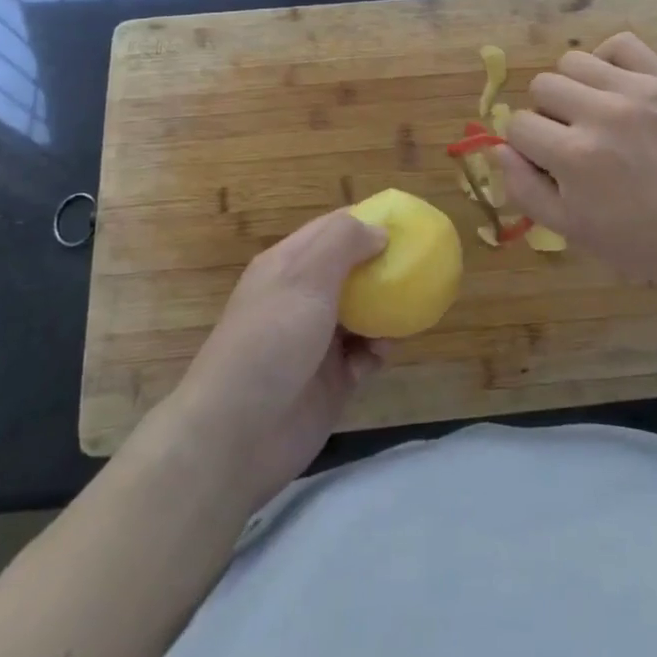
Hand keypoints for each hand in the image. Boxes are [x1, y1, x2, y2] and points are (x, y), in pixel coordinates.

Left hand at [161, 210, 387, 510]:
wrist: (237, 434)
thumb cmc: (271, 340)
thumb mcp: (305, 276)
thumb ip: (343, 243)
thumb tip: (379, 231)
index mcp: (288, 265)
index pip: (331, 229)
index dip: (367, 222)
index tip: (406, 224)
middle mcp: (302, 297)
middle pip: (351, 271)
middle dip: (382, 268)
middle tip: (418, 267)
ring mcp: (316, 340)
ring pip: (362, 313)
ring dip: (385, 311)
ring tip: (405, 312)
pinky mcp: (330, 380)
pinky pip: (364, 355)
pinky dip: (377, 351)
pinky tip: (382, 353)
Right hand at [496, 32, 656, 286]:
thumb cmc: (642, 241)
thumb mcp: (572, 230)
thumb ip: (524, 188)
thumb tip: (496, 149)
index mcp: (573, 156)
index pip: (517, 125)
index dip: (525, 145)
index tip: (547, 161)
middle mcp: (600, 114)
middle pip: (542, 86)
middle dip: (547, 114)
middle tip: (571, 138)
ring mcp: (636, 90)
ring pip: (573, 60)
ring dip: (573, 86)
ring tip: (593, 110)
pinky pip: (621, 43)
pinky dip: (609, 60)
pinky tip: (615, 86)